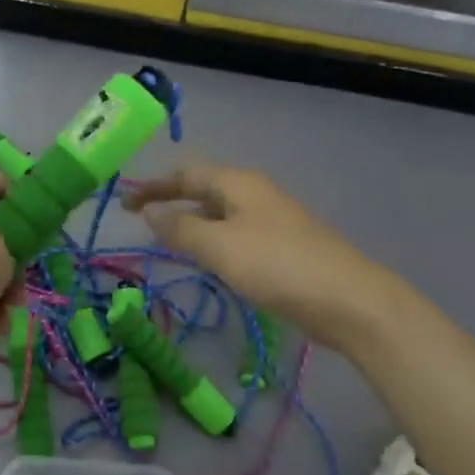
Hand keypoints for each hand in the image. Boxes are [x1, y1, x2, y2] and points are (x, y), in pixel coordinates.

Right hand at [126, 166, 388, 350]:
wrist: (349, 300)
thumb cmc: (278, 266)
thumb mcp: (220, 246)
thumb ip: (181, 228)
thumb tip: (150, 212)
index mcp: (239, 184)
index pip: (186, 175)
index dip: (154, 187)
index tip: (125, 204)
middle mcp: (255, 193)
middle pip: (205, 189)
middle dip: (172, 201)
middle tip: (142, 222)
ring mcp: (273, 219)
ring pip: (221, 213)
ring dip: (193, 222)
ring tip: (168, 241)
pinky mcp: (284, 246)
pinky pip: (237, 234)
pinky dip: (214, 240)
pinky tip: (210, 261)